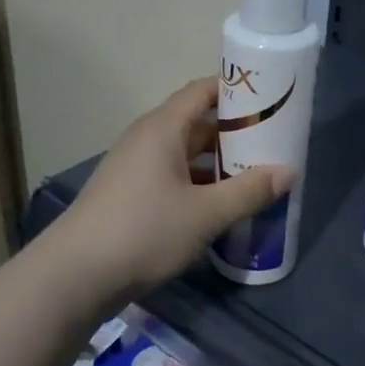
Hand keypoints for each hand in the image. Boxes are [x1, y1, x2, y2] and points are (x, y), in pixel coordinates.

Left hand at [46, 77, 291, 306]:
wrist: (75, 275)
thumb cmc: (144, 231)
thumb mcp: (205, 214)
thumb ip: (249, 191)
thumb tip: (289, 172)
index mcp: (163, 128)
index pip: (203, 91)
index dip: (237, 90)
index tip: (271, 100)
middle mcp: (147, 140)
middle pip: (197, 123)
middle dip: (235, 133)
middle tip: (274, 145)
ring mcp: (135, 168)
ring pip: (186, 154)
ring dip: (219, 163)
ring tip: (256, 177)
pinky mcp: (130, 195)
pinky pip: (173, 177)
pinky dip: (200, 185)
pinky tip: (222, 206)